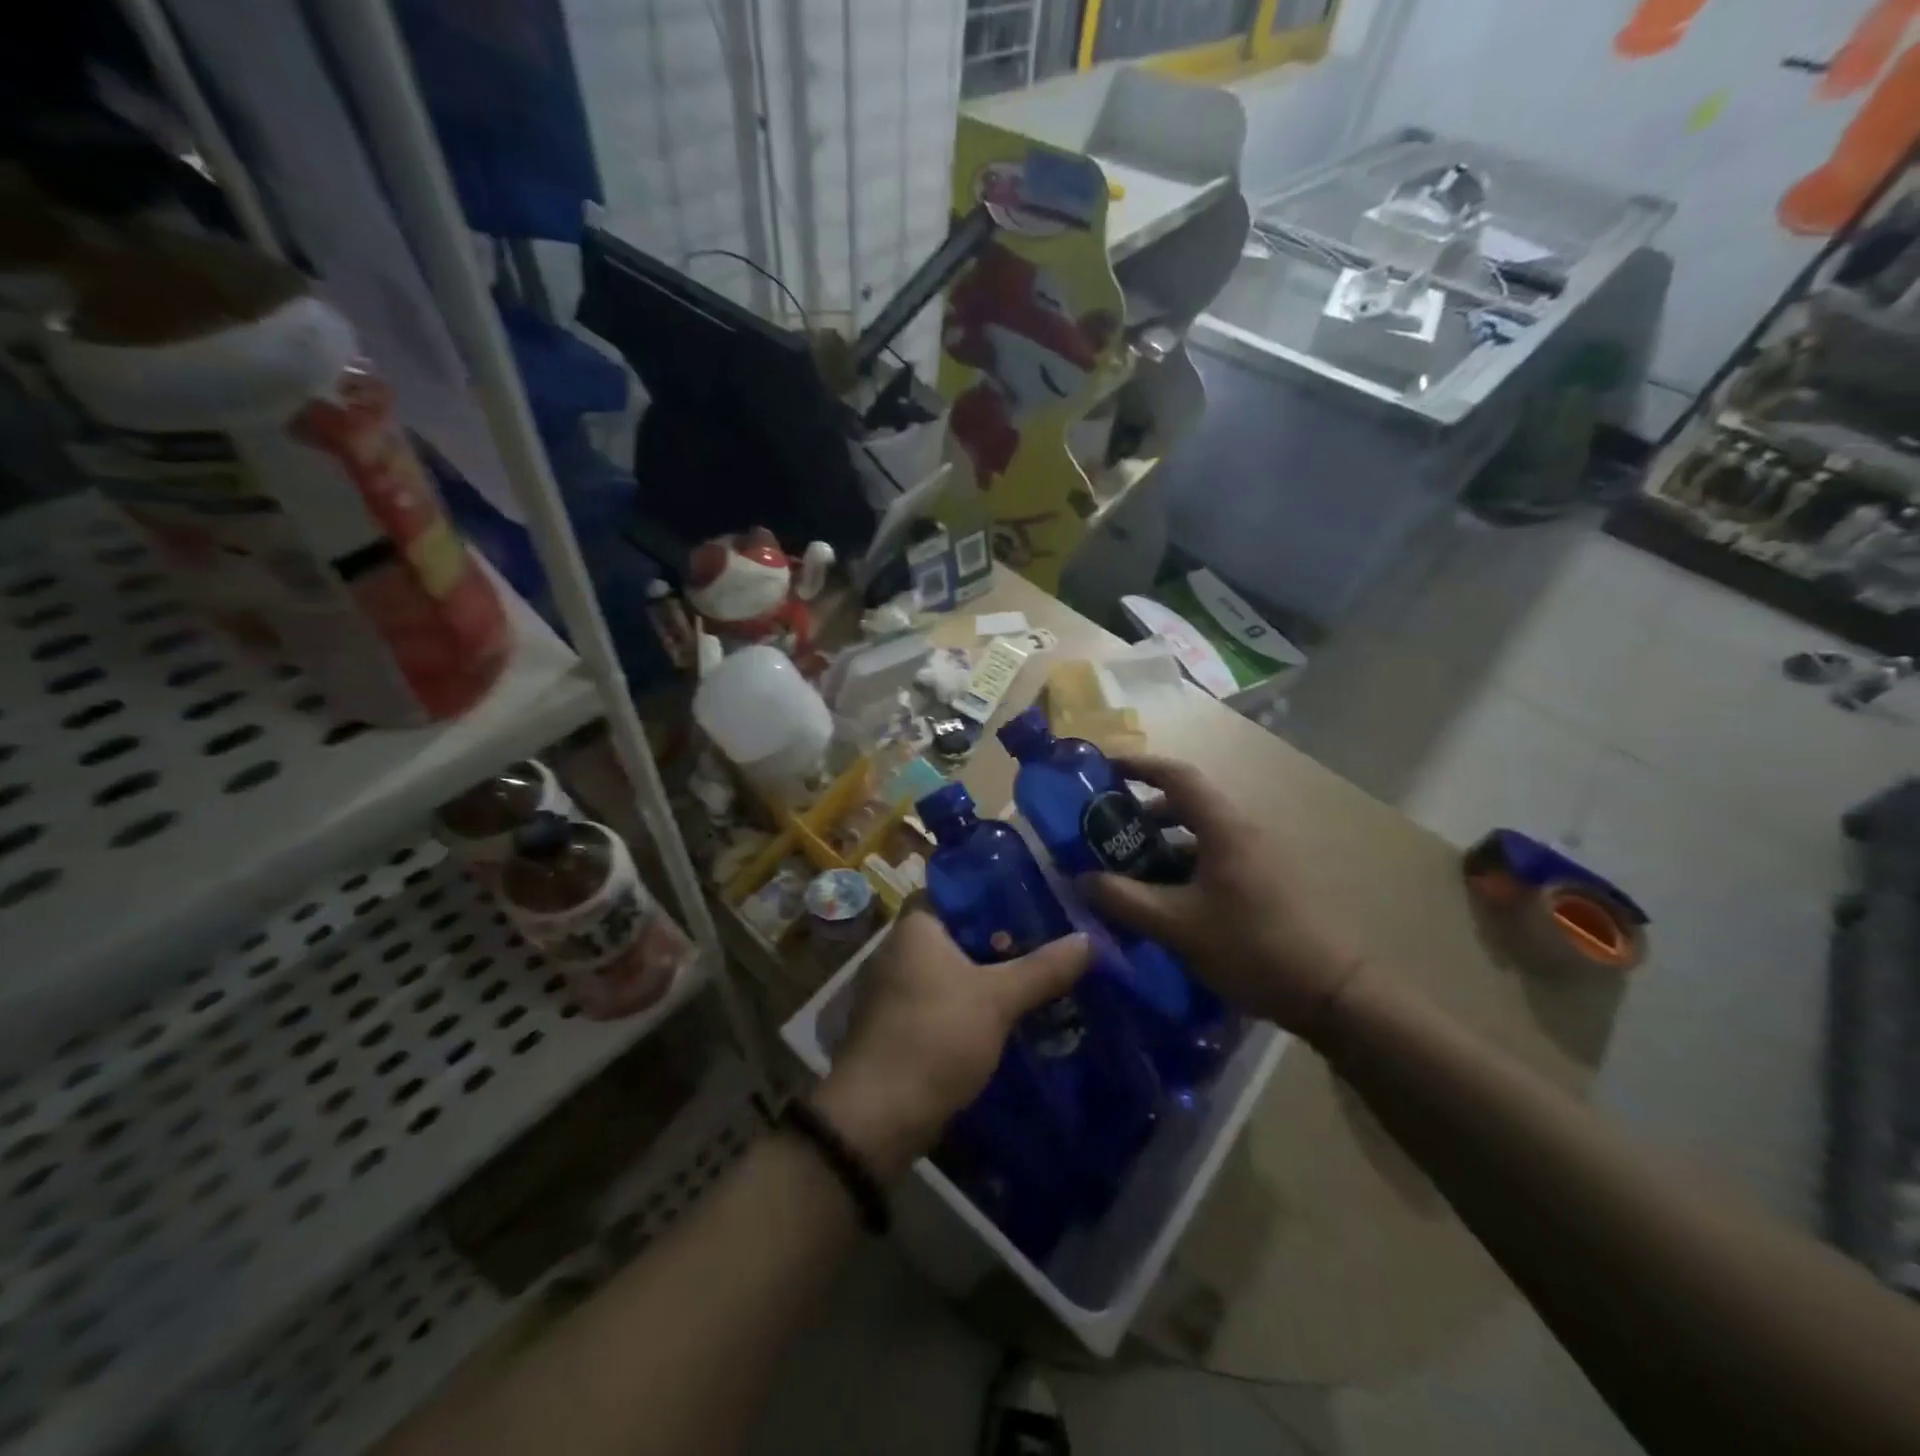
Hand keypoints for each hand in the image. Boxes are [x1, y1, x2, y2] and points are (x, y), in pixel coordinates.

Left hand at [817, 909, 1091, 1176]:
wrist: (879, 1116)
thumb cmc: (935, 1037)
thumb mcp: (998, 999)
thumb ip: (1043, 968)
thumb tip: (1089, 939)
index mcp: (915, 927)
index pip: (956, 891)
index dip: (993, 893)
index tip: (1033, 900)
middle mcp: (898, 949)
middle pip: (958, 932)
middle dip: (1000, 939)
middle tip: (1047, 940)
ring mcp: (895, 989)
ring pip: (952, 969)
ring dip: (988, 975)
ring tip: (1037, 976)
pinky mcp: (899, 1025)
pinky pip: (943, 1000)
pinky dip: (971, 1003)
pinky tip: (1007, 1014)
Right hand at [1080, 754, 1365, 1042]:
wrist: (1333, 991)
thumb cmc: (1251, 946)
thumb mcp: (1177, 925)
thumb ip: (1124, 900)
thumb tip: (1081, 880)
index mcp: (1223, 827)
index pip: (1176, 775)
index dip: (1138, 765)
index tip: (1103, 768)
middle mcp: (1243, 831)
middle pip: (1186, 804)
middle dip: (1142, 812)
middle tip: (1104, 830)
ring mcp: (1260, 856)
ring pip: (1200, 835)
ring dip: (1162, 844)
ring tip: (1128, 870)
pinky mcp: (1268, 881)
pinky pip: (1215, 857)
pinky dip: (1184, 866)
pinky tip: (1166, 900)